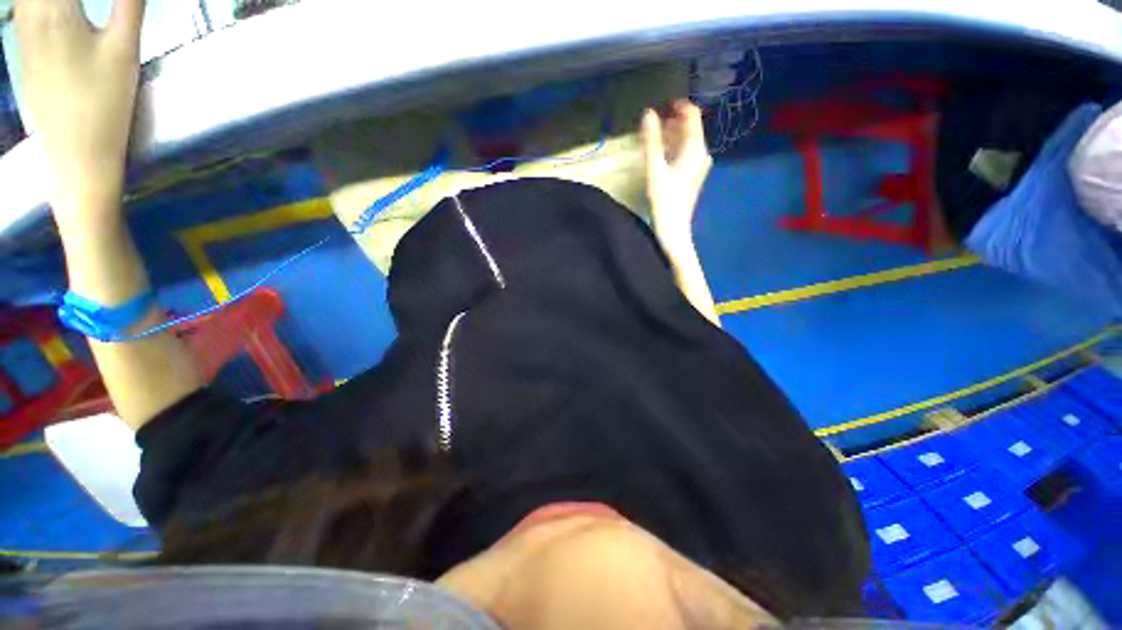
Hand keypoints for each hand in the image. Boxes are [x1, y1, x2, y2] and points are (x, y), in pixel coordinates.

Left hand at [16, 0, 144, 223]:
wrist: (77, 153)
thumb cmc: (104, 104)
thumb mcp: (123, 51)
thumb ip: (129, 6)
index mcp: (55, 10)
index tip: (117, 0)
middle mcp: (30, 15)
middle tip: (84, 6)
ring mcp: (22, 35)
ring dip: (49, 0)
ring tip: (78, 10)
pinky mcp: (24, 52)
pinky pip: (25, 10)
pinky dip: (39, 4)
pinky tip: (56, 11)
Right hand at [641, 100, 712, 237]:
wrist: (674, 228)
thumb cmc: (664, 199)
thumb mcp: (655, 169)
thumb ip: (652, 141)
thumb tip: (648, 113)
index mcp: (695, 149)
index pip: (692, 116)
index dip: (679, 106)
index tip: (662, 103)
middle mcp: (701, 154)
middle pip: (689, 129)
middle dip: (672, 122)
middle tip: (653, 121)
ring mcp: (699, 166)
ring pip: (687, 142)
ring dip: (671, 136)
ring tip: (654, 137)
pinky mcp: (693, 176)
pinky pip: (685, 154)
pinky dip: (673, 149)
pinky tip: (660, 155)